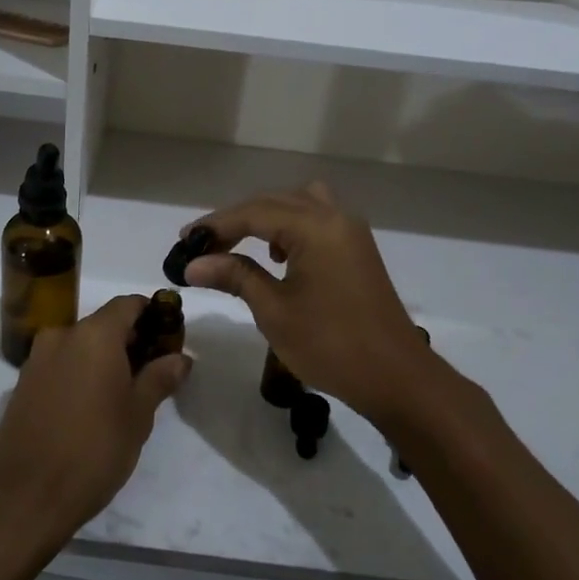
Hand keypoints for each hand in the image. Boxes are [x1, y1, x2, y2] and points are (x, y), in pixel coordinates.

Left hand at [0, 295, 190, 547]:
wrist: (24, 497)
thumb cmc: (93, 450)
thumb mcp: (138, 416)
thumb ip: (160, 378)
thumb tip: (180, 357)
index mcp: (94, 335)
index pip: (128, 304)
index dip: (153, 314)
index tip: (169, 337)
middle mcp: (61, 336)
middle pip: (103, 324)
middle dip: (130, 340)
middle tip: (154, 371)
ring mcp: (37, 360)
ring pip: (80, 346)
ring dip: (103, 359)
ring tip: (124, 394)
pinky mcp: (22, 385)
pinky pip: (60, 366)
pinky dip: (80, 373)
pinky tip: (91, 407)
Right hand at [182, 182, 432, 422]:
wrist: (396, 378)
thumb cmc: (330, 345)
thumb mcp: (274, 310)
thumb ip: (235, 276)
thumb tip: (193, 264)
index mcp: (315, 228)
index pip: (254, 212)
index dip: (215, 225)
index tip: (183, 241)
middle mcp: (335, 218)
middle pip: (275, 202)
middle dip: (236, 220)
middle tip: (201, 246)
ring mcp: (351, 233)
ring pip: (299, 205)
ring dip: (266, 218)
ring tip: (239, 245)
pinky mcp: (357, 251)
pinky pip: (317, 221)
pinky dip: (291, 228)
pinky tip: (278, 258)